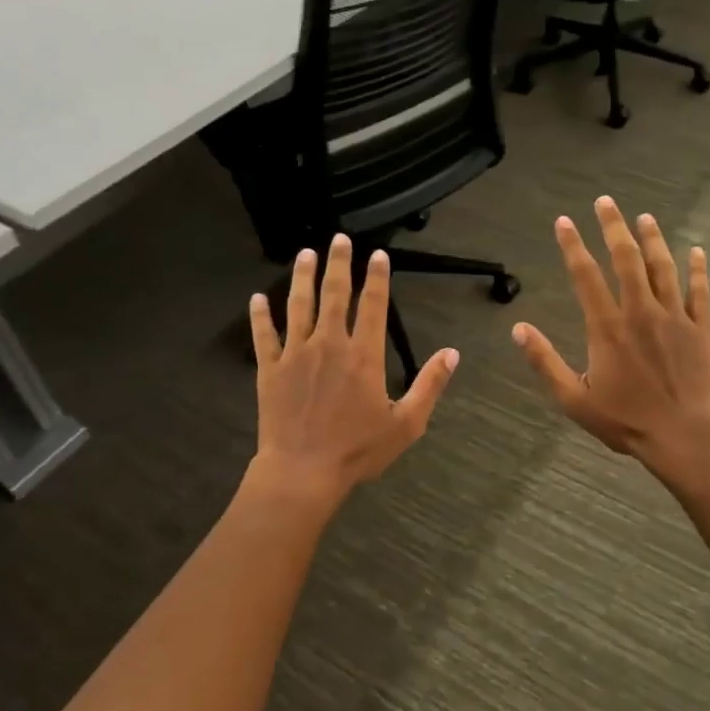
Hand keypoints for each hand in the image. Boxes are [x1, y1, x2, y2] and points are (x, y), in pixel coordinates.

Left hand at [250, 234, 458, 503]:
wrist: (303, 471)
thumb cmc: (358, 450)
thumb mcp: (407, 423)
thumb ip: (430, 385)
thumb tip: (452, 353)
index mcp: (364, 355)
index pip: (373, 305)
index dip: (377, 278)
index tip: (378, 254)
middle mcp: (329, 344)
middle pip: (335, 294)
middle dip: (339, 264)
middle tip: (338, 239)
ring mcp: (296, 354)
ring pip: (299, 306)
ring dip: (302, 277)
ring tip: (305, 254)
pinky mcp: (269, 369)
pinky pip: (264, 336)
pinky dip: (260, 316)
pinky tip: (257, 298)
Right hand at [512, 197, 709, 483]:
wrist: (683, 437)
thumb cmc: (625, 420)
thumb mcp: (573, 398)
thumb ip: (545, 361)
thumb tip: (518, 329)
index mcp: (607, 327)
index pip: (585, 275)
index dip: (573, 246)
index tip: (564, 221)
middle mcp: (640, 312)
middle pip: (626, 259)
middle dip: (614, 227)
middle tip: (606, 202)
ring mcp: (674, 317)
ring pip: (662, 268)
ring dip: (653, 240)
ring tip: (645, 217)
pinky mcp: (700, 329)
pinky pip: (700, 292)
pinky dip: (698, 270)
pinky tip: (698, 251)